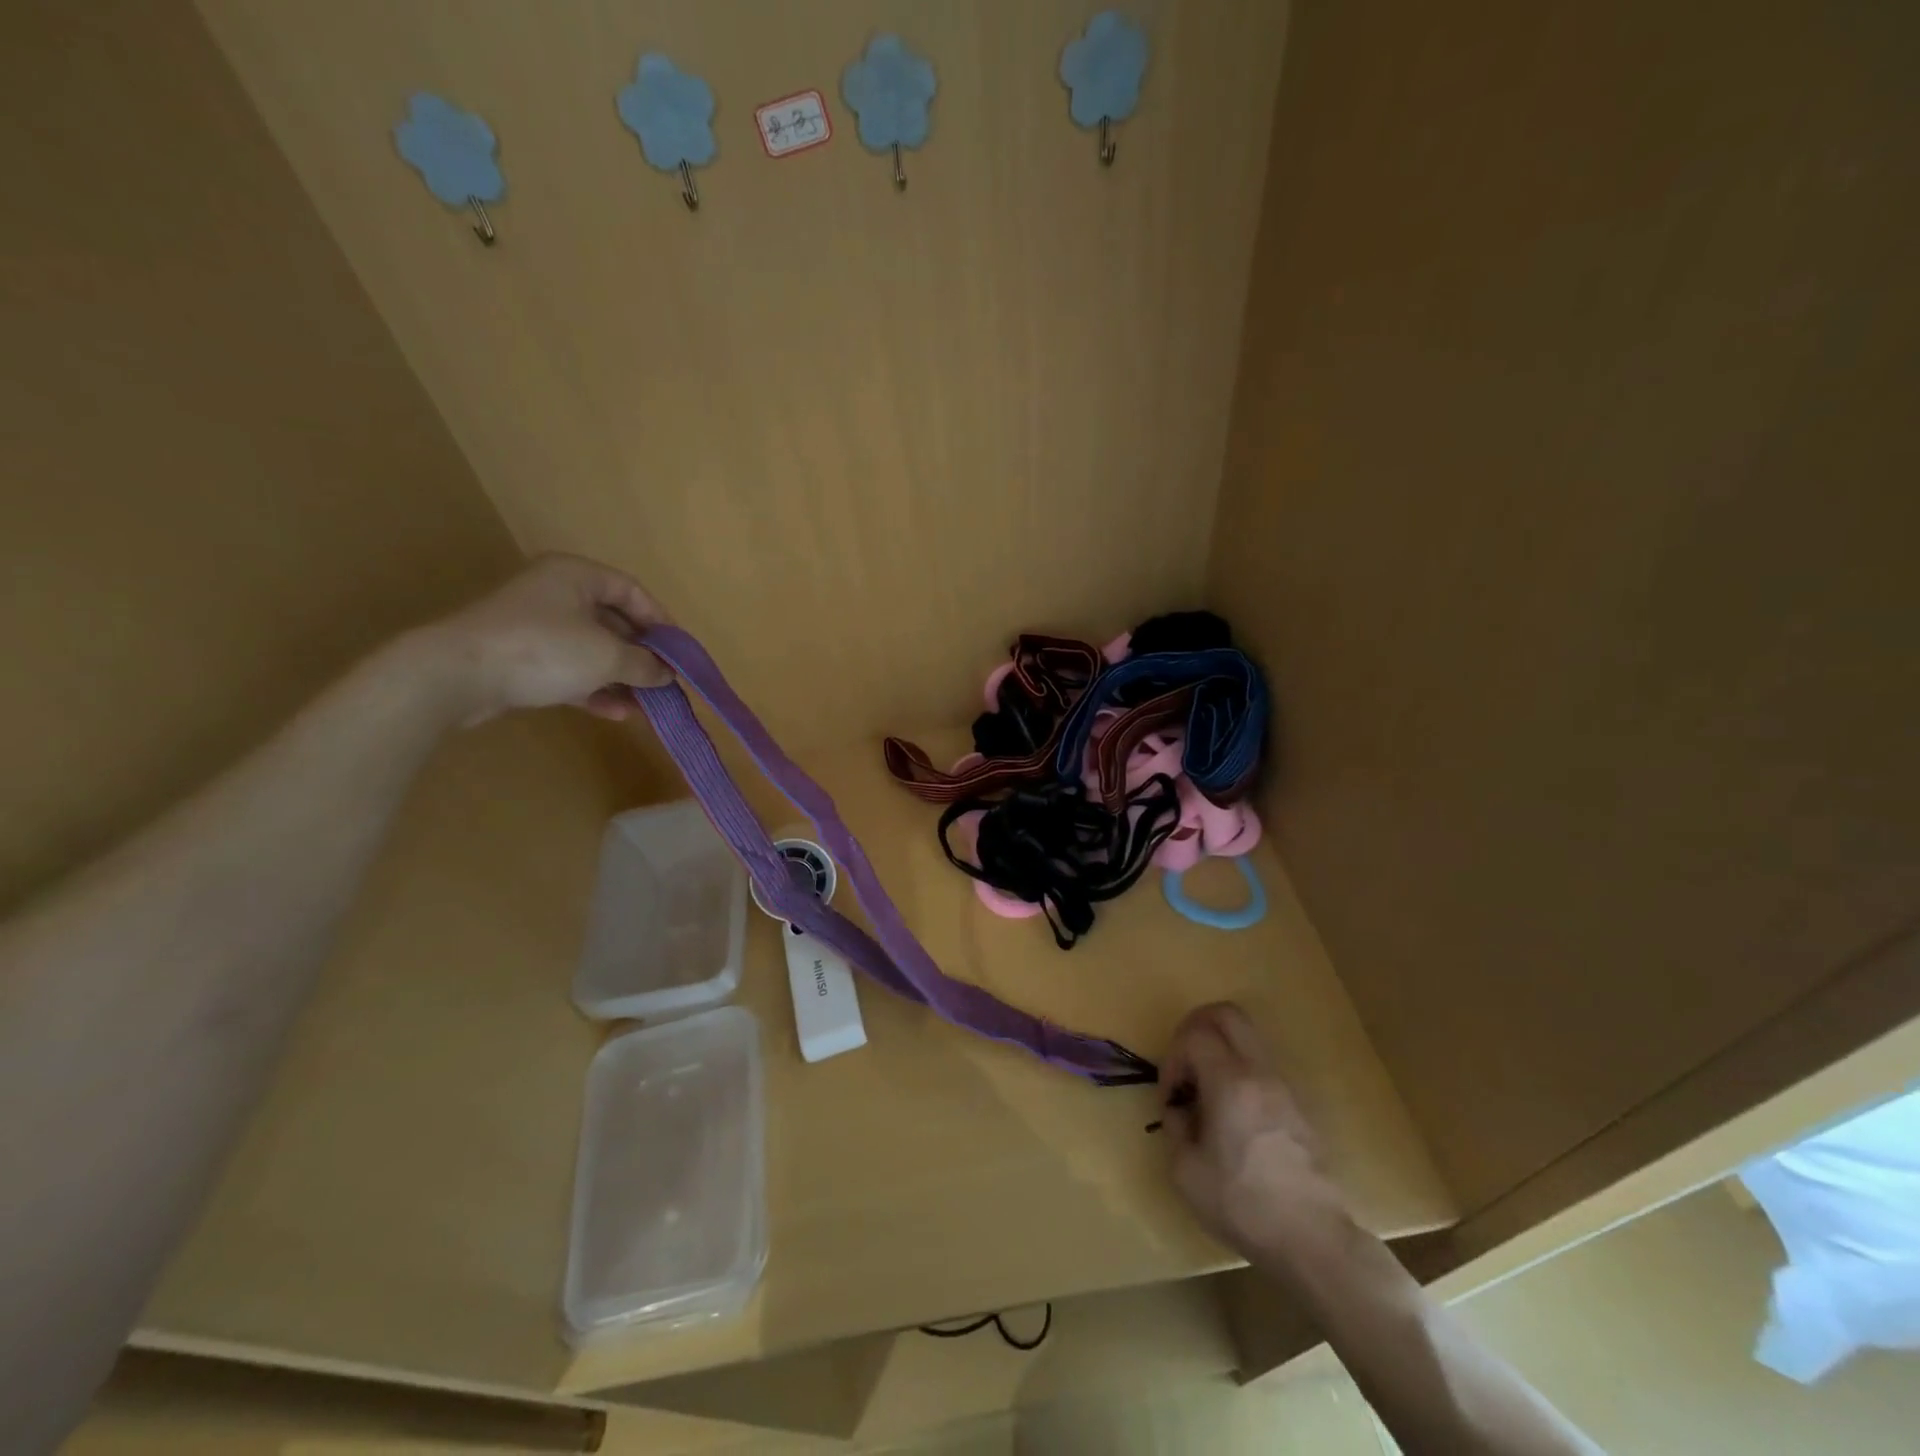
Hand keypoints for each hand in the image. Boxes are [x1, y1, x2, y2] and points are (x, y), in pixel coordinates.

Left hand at [418, 554, 673, 724]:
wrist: (457, 675)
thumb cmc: (543, 649)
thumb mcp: (607, 655)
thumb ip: (644, 664)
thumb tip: (667, 674)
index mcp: (576, 576)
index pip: (632, 591)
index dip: (662, 621)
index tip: (680, 652)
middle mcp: (557, 594)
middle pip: (613, 623)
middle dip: (642, 656)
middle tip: (666, 682)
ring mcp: (536, 627)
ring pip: (592, 650)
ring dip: (621, 678)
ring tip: (647, 705)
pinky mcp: (521, 658)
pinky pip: (569, 670)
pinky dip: (593, 689)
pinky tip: (616, 713)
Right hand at [1160, 1002, 1350, 1262]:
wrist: (1312, 1240)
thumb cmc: (1242, 1204)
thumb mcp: (1185, 1170)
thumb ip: (1175, 1125)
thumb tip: (1179, 1108)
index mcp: (1230, 1083)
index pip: (1194, 1034)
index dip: (1173, 1056)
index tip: (1171, 1096)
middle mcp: (1259, 1073)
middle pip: (1226, 1014)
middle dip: (1196, 1028)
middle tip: (1184, 1064)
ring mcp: (1283, 1086)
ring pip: (1247, 1037)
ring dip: (1219, 1050)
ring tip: (1207, 1094)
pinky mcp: (1297, 1106)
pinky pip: (1261, 1065)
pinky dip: (1238, 1072)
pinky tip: (1231, 1115)